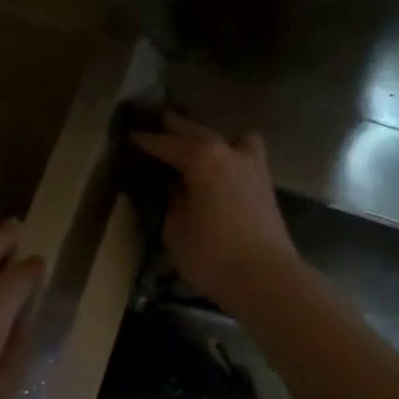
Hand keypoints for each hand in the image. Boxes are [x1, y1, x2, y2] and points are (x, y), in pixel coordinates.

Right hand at [131, 112, 298, 310]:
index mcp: (202, 159)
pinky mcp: (266, 186)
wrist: (266, 278)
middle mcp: (229, 153)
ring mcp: (253, 167)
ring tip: (200, 146)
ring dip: (214, 137)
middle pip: (198, 132)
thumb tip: (177, 189)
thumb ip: (173, 203)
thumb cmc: (212, 255)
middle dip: (177, 126)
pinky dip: (232, 156)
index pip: (167, 144)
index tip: (132, 134)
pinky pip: (245, 157)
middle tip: (159, 120)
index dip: (147, 140)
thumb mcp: (175, 230)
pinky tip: (223, 171)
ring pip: (233, 138)